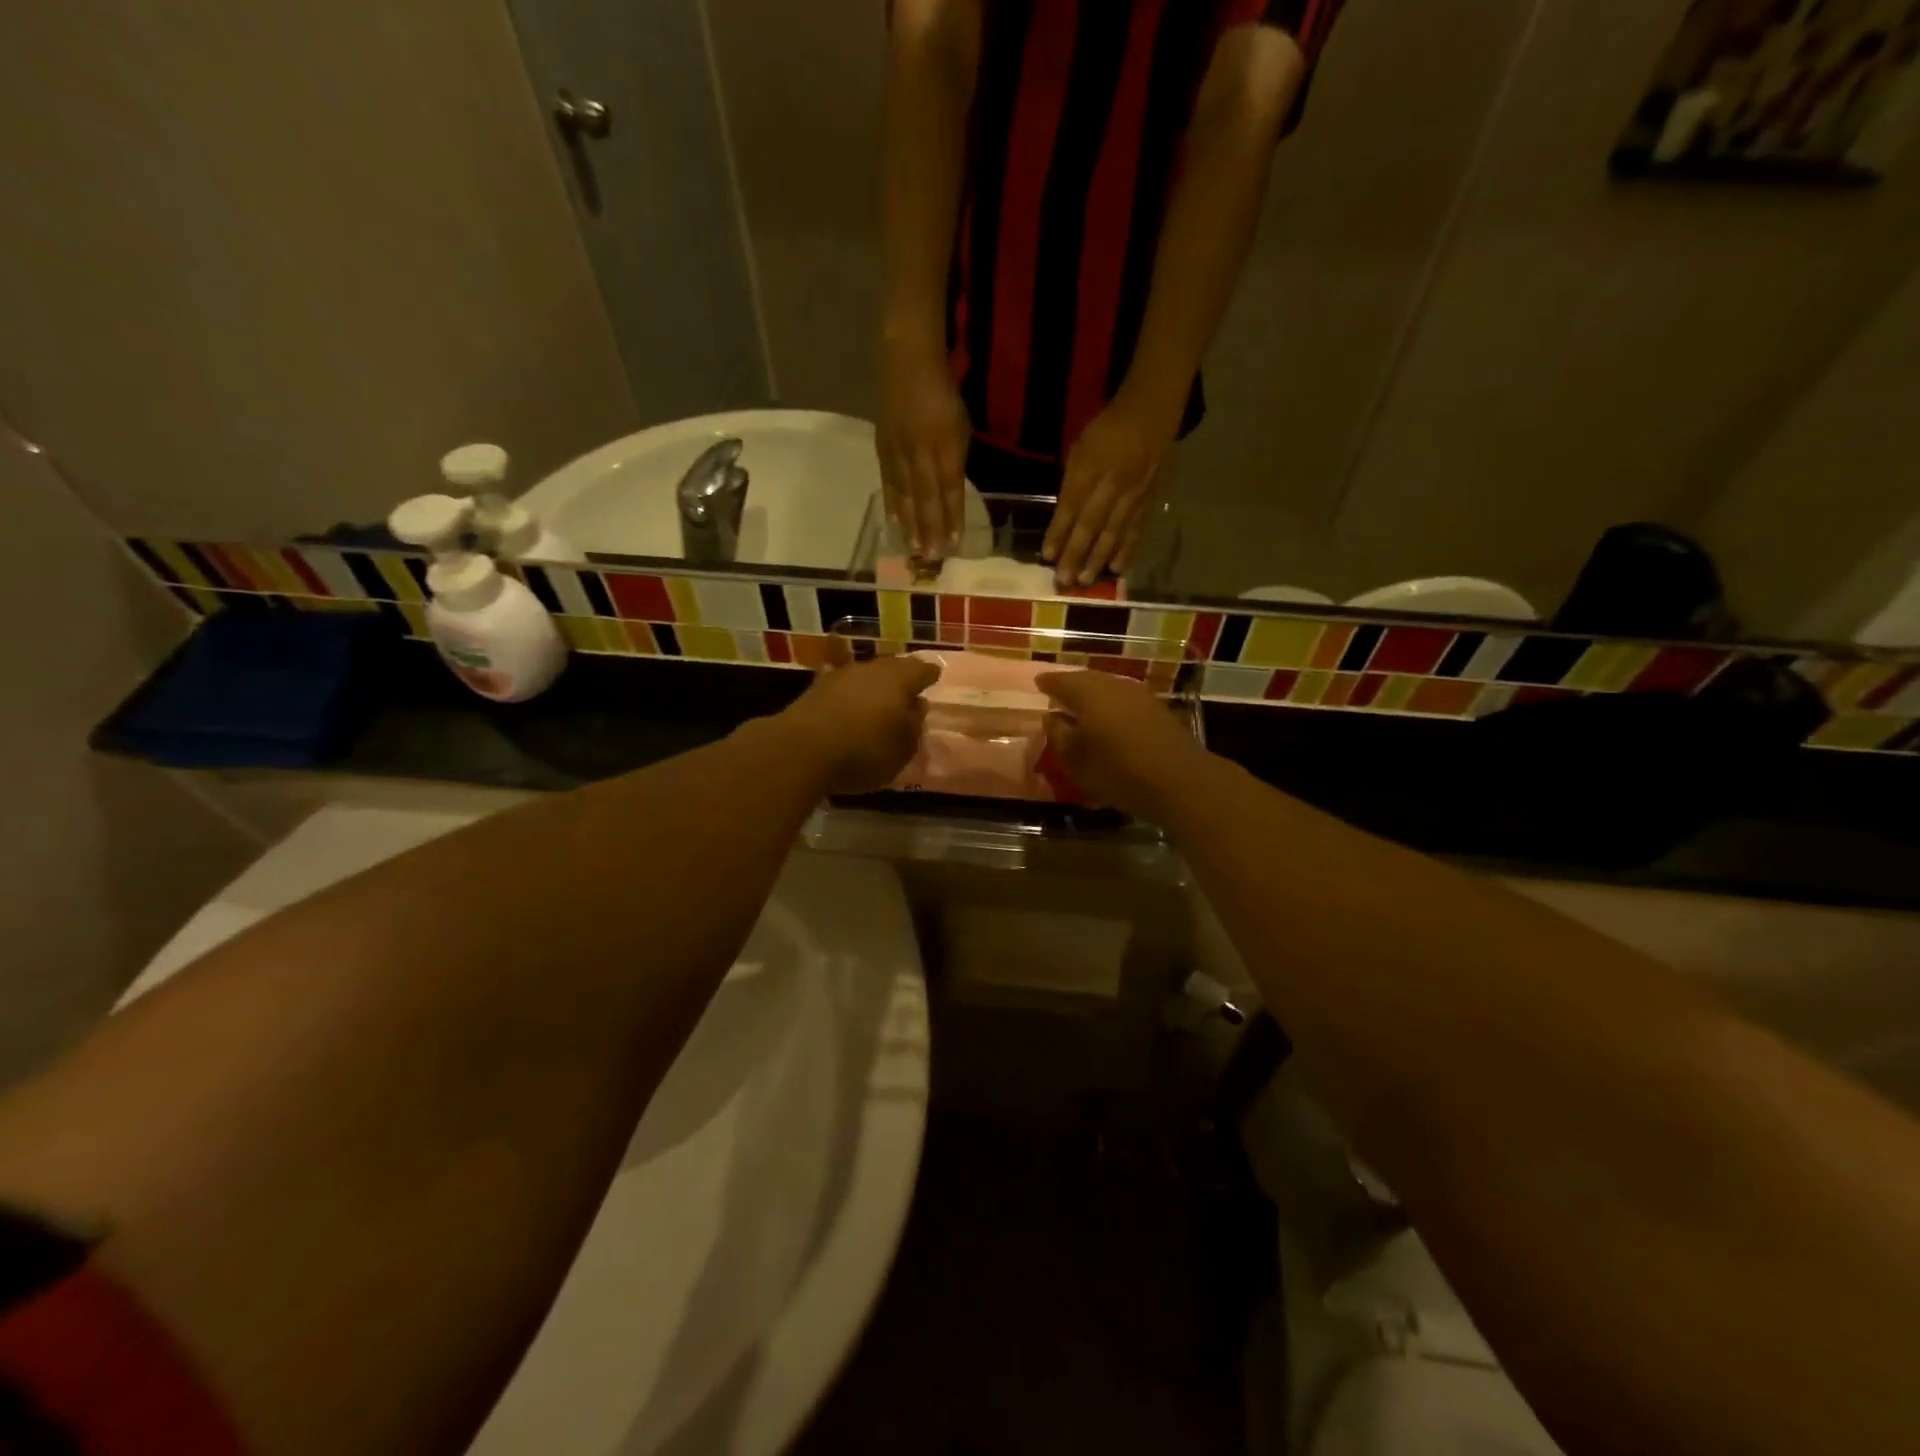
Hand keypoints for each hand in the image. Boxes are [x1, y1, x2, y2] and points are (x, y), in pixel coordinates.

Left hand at [780, 653, 940, 794]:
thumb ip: (914, 726)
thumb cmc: (864, 751)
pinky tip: (848, 704)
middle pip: (892, 668)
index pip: (922, 670)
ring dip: (872, 686)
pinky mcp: (814, 689)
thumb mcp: (902, 749)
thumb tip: (917, 706)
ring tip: (878, 701)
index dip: (929, 675)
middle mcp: (871, 669)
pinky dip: (848, 695)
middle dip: (901, 677)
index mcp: (900, 680)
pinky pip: (841, 688)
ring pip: (865, 676)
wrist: (801, 750)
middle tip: (907, 690)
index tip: (935, 676)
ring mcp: (840, 676)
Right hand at [877, 339, 969, 559]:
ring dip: (910, 524)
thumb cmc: (943, 395)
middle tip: (931, 557)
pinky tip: (894, 522)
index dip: (952, 517)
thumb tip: (951, 495)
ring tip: (912, 548)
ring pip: (906, 493)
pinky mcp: (883, 448)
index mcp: (946, 445)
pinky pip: (889, 481)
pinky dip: (893, 504)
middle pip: (926, 497)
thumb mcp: (960, 428)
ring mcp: (899, 450)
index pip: (950, 488)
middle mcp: (921, 451)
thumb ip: (955, 462)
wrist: (907, 362)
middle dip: (929, 529)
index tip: (953, 543)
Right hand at [1036, 669, 1205, 817]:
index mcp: (1088, 692)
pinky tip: (1110, 720)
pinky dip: (1112, 706)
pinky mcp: (1158, 711)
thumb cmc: (1116, 769)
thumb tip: (1052, 716)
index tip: (1038, 683)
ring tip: (1082, 708)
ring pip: (1109, 689)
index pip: (1062, 680)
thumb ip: (1058, 733)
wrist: (1178, 781)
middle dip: (1072, 685)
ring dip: (1094, 696)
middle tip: (1059, 693)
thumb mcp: (1074, 758)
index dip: (1048, 682)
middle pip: (1088, 680)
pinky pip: (1125, 701)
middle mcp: (1114, 685)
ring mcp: (1140, 696)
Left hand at [1043, 398, 1176, 586]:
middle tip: (1064, 580)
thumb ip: (1073, 482)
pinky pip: (1136, 529)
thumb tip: (1064, 517)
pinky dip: (1126, 550)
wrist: (1152, 411)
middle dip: (1076, 554)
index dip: (1058, 532)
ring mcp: (1133, 494)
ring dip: (1098, 559)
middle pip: (1091, 525)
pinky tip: (1117, 569)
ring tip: (1085, 581)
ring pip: (1114, 532)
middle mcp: (1111, 484)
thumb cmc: (1107, 428)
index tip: (1047, 556)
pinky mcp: (1150, 499)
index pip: (1070, 506)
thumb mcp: (1081, 447)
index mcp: (1089, 467)